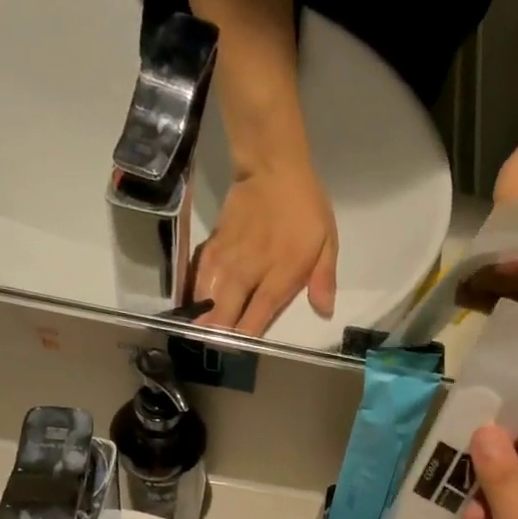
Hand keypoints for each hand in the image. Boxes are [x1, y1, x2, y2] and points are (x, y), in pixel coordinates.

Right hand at [192, 157, 338, 334]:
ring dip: (201, 315)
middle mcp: (250, 270)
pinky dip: (194, 290)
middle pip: (227, 309)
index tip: (239, 350)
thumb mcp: (327, 242)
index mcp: (281, 273)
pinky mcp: (214, 244)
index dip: (247, 334)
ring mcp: (228, 257)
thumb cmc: (305, 208)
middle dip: (219, 331)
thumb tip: (324, 311)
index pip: (259, 312)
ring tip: (195, 334)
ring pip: (208, 294)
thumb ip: (323, 279)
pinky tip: (190, 303)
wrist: (273, 168)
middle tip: (213, 348)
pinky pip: (199, 273)